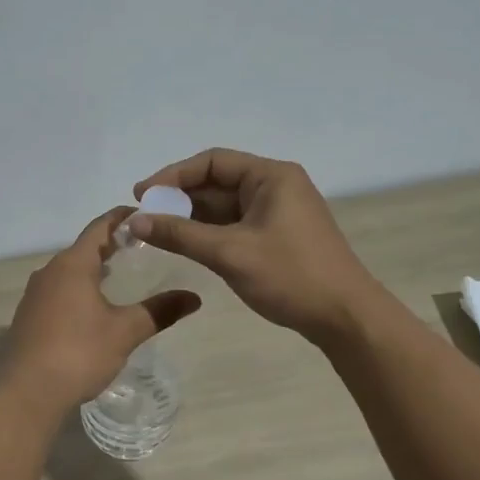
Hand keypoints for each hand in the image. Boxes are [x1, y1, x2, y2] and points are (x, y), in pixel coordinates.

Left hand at [0, 208, 201, 411]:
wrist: (26, 393)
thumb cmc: (79, 353)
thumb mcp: (125, 331)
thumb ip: (159, 311)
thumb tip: (194, 298)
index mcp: (72, 265)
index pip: (99, 227)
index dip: (122, 218)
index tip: (144, 214)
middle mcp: (49, 272)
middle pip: (83, 248)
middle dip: (110, 244)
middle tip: (140, 246)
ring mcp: (34, 295)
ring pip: (68, 271)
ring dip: (93, 268)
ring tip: (120, 275)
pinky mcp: (28, 317)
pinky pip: (58, 291)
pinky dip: (78, 289)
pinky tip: (92, 307)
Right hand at [131, 149, 381, 344]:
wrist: (345, 317)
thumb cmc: (290, 275)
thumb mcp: (229, 253)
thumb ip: (180, 234)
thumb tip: (134, 220)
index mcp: (271, 176)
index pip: (212, 162)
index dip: (173, 176)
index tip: (141, 194)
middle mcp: (275, 186)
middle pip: (217, 183)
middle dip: (179, 198)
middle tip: (143, 217)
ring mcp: (278, 212)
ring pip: (224, 206)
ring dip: (191, 217)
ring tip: (156, 232)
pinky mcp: (277, 236)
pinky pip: (234, 225)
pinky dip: (208, 232)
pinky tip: (185, 244)